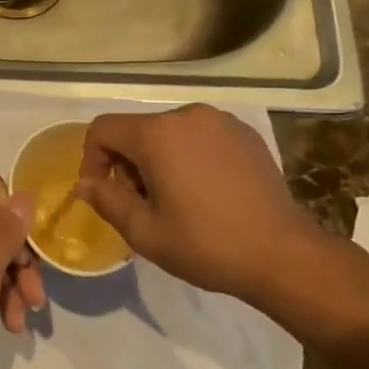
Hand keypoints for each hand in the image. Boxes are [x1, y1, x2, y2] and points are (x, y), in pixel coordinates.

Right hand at [76, 104, 323, 301]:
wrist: (283, 253)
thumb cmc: (206, 244)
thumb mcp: (145, 232)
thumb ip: (107, 200)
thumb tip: (85, 183)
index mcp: (157, 134)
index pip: (103, 129)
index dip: (92, 159)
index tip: (105, 193)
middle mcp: (186, 115)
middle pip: (137, 130)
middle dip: (129, 164)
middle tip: (144, 205)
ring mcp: (220, 121)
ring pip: (169, 133)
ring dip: (160, 160)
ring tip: (177, 201)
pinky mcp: (245, 133)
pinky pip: (200, 136)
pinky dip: (190, 156)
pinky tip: (208, 192)